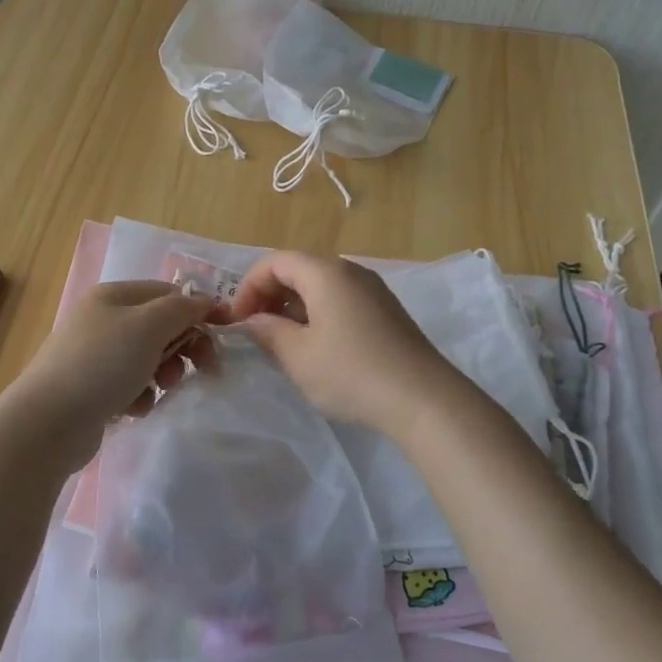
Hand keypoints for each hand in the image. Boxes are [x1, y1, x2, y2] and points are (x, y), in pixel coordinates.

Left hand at [7, 281, 219, 461]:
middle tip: (205, 368)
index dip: (198, 310)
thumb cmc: (102, 364)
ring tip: (158, 389)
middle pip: (160, 326)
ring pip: (149, 358)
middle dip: (184, 346)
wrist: (49, 422)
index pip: (168, 293)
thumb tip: (204, 301)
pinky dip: (140, 396)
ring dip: (163, 373)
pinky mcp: (92, 389)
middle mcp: (102, 320)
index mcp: (113, 296)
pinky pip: (131, 385)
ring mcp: (95, 356)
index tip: (225, 333)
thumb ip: (182, 309)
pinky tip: (133, 408)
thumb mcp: (149, 326)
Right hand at [228, 252, 466, 432]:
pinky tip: (317, 347)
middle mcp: (351, 270)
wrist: (423, 399)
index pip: (275, 261)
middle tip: (256, 330)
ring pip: (321, 286)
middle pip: (299, 269)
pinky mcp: (387, 311)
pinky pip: (341, 300)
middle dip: (270, 295)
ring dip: (294, 306)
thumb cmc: (351, 373)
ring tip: (283, 342)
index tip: (238, 320)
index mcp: (325, 273)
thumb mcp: (298, 356)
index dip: (249, 286)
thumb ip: (268, 332)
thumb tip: (252, 320)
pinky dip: (319, 314)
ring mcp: (373, 290)